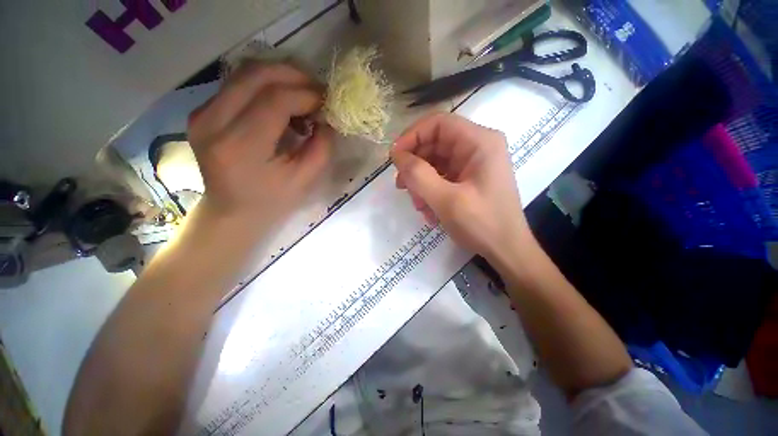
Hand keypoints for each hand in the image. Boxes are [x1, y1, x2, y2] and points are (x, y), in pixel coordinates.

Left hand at [187, 62, 332, 224]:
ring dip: (281, 78)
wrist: (233, 211)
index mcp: (240, 146)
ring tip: (302, 99)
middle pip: (255, 74)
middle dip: (294, 76)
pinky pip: (238, 83)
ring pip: (245, 72)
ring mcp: (202, 114)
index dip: (306, 94)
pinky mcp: (202, 112)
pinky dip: (266, 86)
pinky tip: (282, 106)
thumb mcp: (306, 180)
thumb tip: (327, 117)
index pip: (275, 100)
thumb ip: (321, 146)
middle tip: (317, 92)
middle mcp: (212, 122)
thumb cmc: (273, 201)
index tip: (327, 103)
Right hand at [391, 113, 529, 260]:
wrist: (507, 250)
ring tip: (419, 206)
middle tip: (402, 187)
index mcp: (479, 142)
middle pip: (434, 144)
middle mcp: (477, 147)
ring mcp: (473, 164)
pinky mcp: (468, 179)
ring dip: (421, 183)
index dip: (412, 136)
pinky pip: (441, 177)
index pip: (438, 124)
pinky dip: (430, 192)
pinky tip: (429, 211)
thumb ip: (418, 175)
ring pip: (435, 163)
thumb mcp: (446, 200)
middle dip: (415, 166)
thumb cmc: (482, 224)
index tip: (395, 158)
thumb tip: (397, 155)